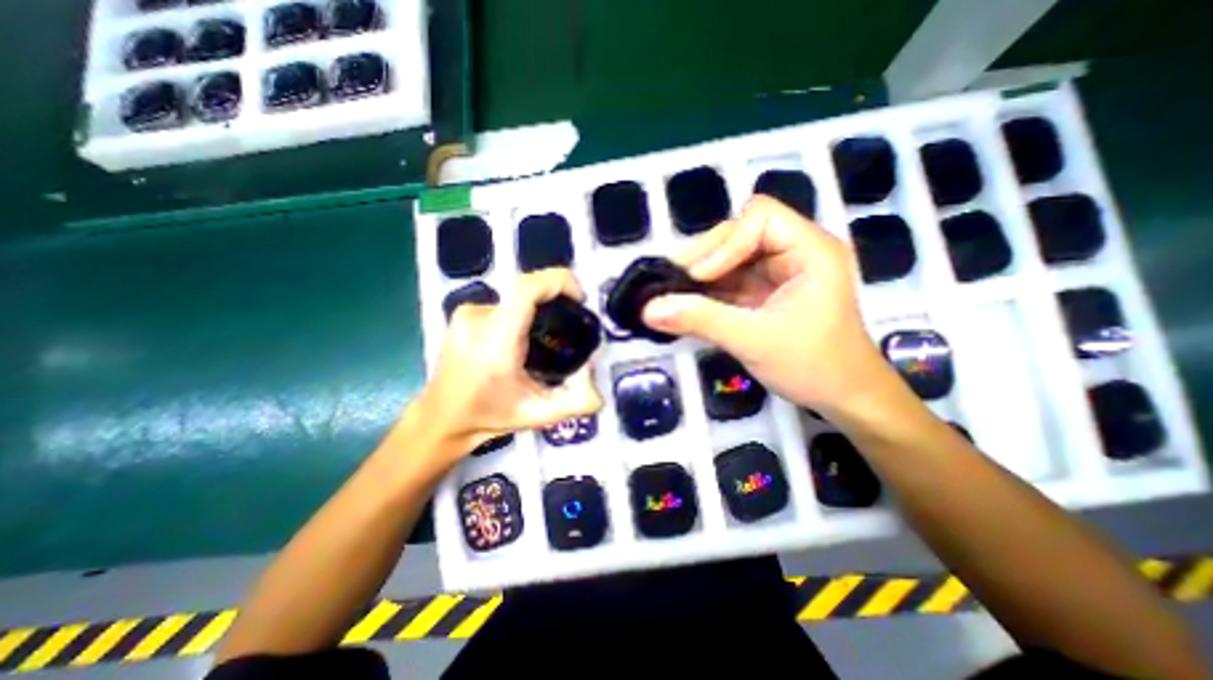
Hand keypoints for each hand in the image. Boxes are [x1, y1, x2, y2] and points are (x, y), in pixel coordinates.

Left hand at [418, 269, 606, 454]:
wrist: (442, 418)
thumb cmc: (489, 415)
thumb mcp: (541, 415)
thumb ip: (579, 401)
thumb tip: (595, 374)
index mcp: (496, 339)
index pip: (527, 288)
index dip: (558, 281)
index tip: (578, 297)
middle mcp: (479, 317)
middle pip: (527, 290)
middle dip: (554, 300)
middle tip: (567, 327)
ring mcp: (468, 313)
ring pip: (516, 298)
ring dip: (536, 312)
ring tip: (541, 341)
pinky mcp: (463, 313)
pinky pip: (503, 304)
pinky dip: (519, 315)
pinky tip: (519, 342)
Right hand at [645, 193, 887, 412]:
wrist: (842, 398)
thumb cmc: (813, 367)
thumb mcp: (754, 341)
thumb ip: (701, 321)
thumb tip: (649, 309)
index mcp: (810, 250)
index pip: (760, 218)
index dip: (725, 243)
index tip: (698, 278)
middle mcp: (794, 251)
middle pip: (739, 232)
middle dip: (705, 257)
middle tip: (673, 283)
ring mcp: (778, 272)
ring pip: (729, 256)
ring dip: (700, 275)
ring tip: (673, 294)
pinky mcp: (764, 291)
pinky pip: (728, 280)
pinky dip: (706, 291)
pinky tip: (687, 304)